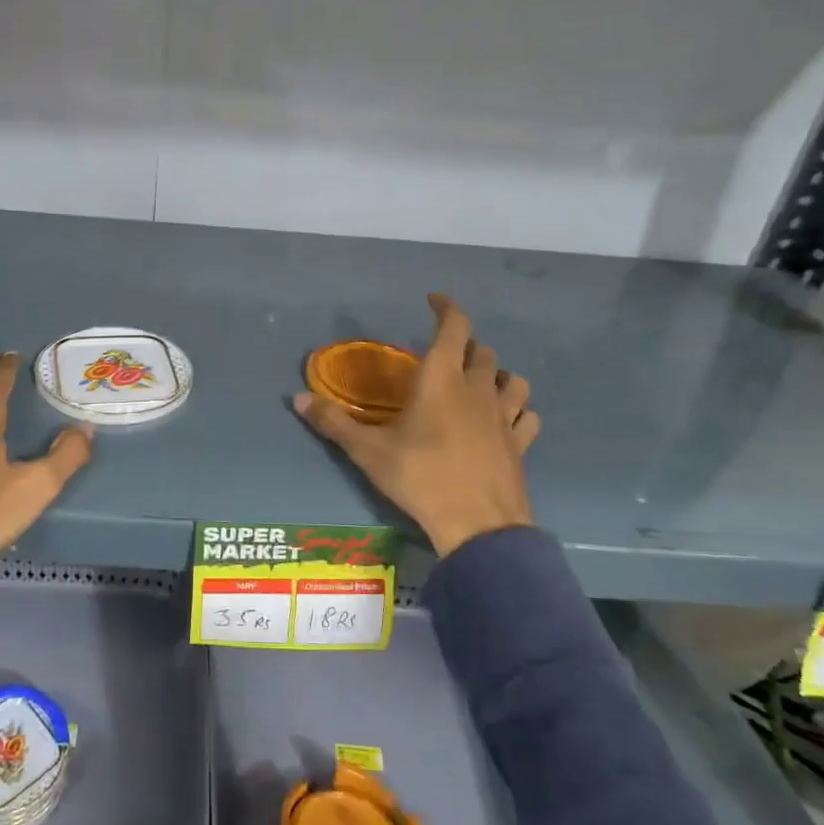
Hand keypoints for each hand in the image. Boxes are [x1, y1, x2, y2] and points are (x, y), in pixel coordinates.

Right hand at [294, 294, 540, 556]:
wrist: (477, 525)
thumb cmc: (420, 477)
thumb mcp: (368, 451)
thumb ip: (333, 422)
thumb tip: (296, 398)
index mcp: (442, 378)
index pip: (454, 327)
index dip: (447, 307)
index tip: (434, 300)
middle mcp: (478, 388)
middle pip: (482, 351)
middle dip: (465, 344)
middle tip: (444, 354)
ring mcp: (505, 416)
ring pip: (512, 379)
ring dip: (496, 374)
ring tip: (479, 382)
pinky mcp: (520, 443)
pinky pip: (527, 415)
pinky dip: (518, 409)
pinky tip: (506, 419)